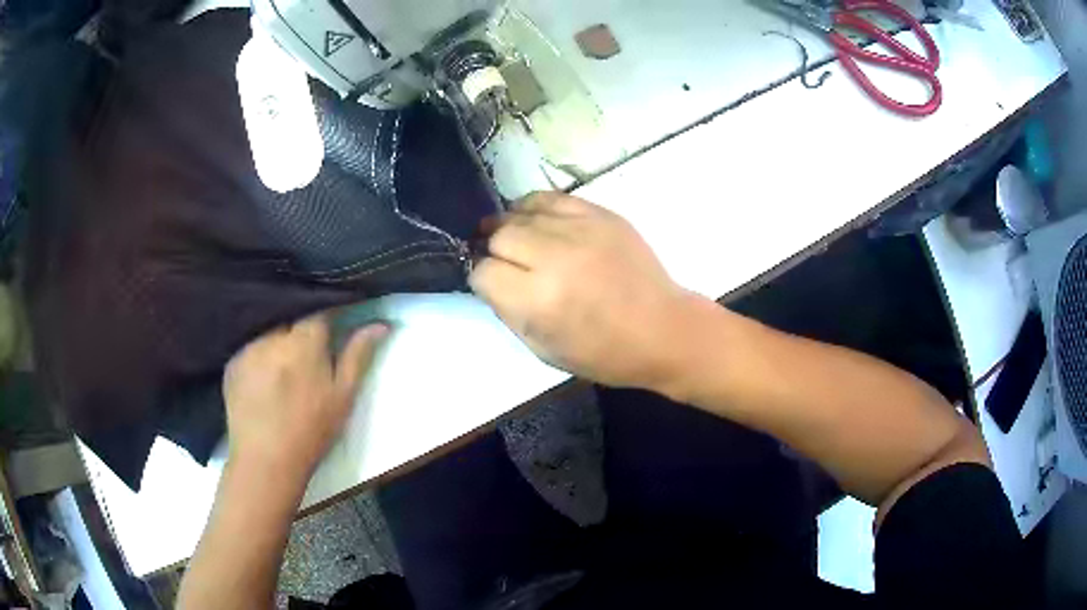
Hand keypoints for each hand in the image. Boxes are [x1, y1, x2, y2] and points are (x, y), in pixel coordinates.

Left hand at [223, 313, 387, 480]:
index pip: (320, 308)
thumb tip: (381, 323)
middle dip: (303, 331)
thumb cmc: (312, 430)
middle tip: (310, 356)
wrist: (266, 461)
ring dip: (280, 343)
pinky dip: (260, 356)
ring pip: (270, 332)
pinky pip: (251, 347)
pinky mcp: (232, 362)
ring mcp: (248, 347)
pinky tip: (264, 380)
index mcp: (304, 340)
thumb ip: (358, 355)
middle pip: (292, 319)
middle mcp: (273, 335)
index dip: (331, 312)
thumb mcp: (343, 396)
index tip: (339, 322)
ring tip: (284, 369)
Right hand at [470, 192, 694, 389]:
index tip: (493, 285)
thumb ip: (509, 311)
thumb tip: (489, 279)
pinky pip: (549, 198)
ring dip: (511, 228)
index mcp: (539, 300)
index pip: (483, 272)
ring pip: (519, 213)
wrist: (663, 330)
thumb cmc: (604, 353)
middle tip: (506, 263)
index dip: (482, 279)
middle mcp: (555, 257)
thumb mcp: (544, 349)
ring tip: (518, 242)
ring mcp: (580, 230)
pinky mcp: (599, 214)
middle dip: (493, 251)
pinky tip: (537, 222)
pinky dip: (534, 209)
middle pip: (498, 236)